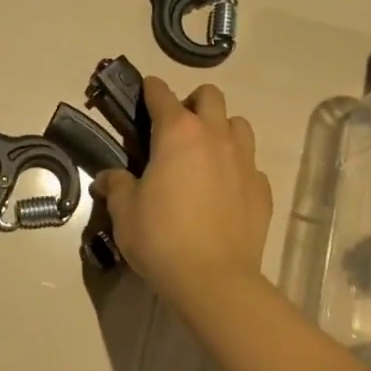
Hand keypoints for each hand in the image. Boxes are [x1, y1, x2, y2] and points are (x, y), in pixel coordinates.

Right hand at [95, 76, 273, 313]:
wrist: (214, 281)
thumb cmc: (161, 237)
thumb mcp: (124, 211)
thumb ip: (116, 185)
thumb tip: (108, 179)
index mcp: (177, 133)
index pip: (161, 93)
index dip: (149, 90)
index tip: (142, 95)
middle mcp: (214, 136)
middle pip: (209, 96)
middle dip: (191, 103)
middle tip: (175, 130)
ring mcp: (244, 161)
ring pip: (238, 124)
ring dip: (220, 129)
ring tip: (204, 154)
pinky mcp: (262, 189)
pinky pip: (250, 164)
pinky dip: (236, 168)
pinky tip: (224, 190)